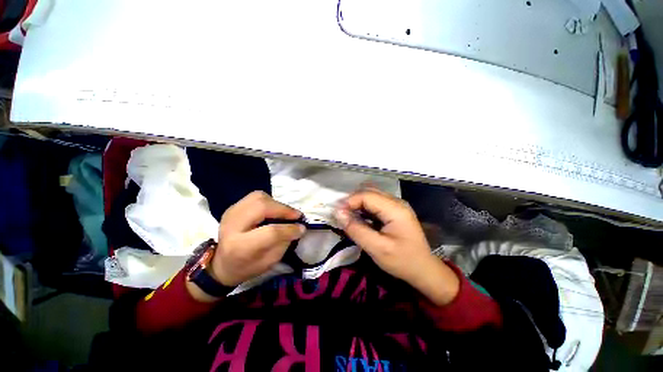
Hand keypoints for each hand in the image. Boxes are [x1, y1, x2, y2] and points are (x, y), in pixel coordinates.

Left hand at [212, 191, 304, 286]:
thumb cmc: (247, 267)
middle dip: (283, 210)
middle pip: (262, 207)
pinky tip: (273, 210)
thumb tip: (298, 227)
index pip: (270, 232)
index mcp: (240, 246)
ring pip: (259, 197)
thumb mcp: (269, 262)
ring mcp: (231, 213)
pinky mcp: (233, 207)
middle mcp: (232, 225)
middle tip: (296, 216)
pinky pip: (255, 196)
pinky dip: (269, 201)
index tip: (302, 228)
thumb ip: (284, 243)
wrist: (221, 264)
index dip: (289, 229)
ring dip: (277, 204)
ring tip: (285, 213)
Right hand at [334, 188, 458, 305]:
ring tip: (347, 216)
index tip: (336, 213)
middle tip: (341, 214)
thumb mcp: (377, 248)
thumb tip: (338, 213)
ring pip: (371, 195)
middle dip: (352, 200)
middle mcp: (396, 202)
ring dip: (357, 203)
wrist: (423, 270)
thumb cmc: (402, 261)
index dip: (349, 201)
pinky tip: (359, 218)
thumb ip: (356, 230)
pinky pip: (375, 203)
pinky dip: (364, 207)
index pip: (367, 196)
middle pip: (369, 191)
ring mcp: (397, 205)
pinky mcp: (394, 211)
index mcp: (395, 209)